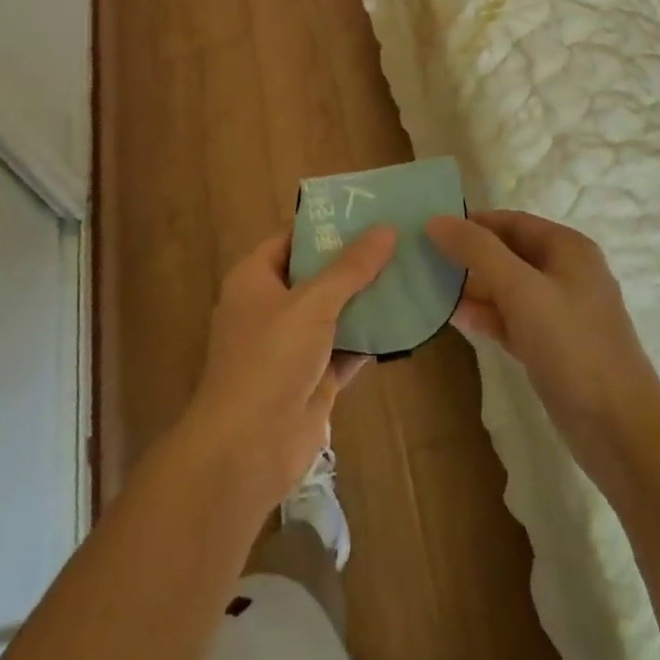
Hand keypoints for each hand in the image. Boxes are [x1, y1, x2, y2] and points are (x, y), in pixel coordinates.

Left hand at [183, 226, 394, 510]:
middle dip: (354, 262)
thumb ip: (350, 268)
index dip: (325, 225)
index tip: (366, 211)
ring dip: (367, 300)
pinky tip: (406, 321)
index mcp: (255, 279)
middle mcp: (271, 307)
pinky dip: (371, 338)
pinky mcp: (314, 379)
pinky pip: (346, 348)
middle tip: (399, 239)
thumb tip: (386, 229)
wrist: (249, 447)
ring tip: (411, 272)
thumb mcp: (312, 302)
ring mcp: (292, 346)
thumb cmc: (270, 358)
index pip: (291, 239)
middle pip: (316, 275)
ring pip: (335, 313)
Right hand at [427, 211, 659, 481]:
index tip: (428, 231)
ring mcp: (561, 313)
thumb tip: (435, 220)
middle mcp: (566, 273)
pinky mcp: (553, 347)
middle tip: (423, 262)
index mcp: (567, 248)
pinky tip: (456, 320)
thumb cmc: (572, 347)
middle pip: (507, 253)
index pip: (510, 221)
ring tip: (430, 290)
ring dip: (473, 288)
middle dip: (468, 257)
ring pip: (508, 288)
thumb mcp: (521, 290)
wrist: (619, 430)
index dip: (470, 223)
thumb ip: (477, 251)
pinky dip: (487, 317)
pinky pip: (513, 320)